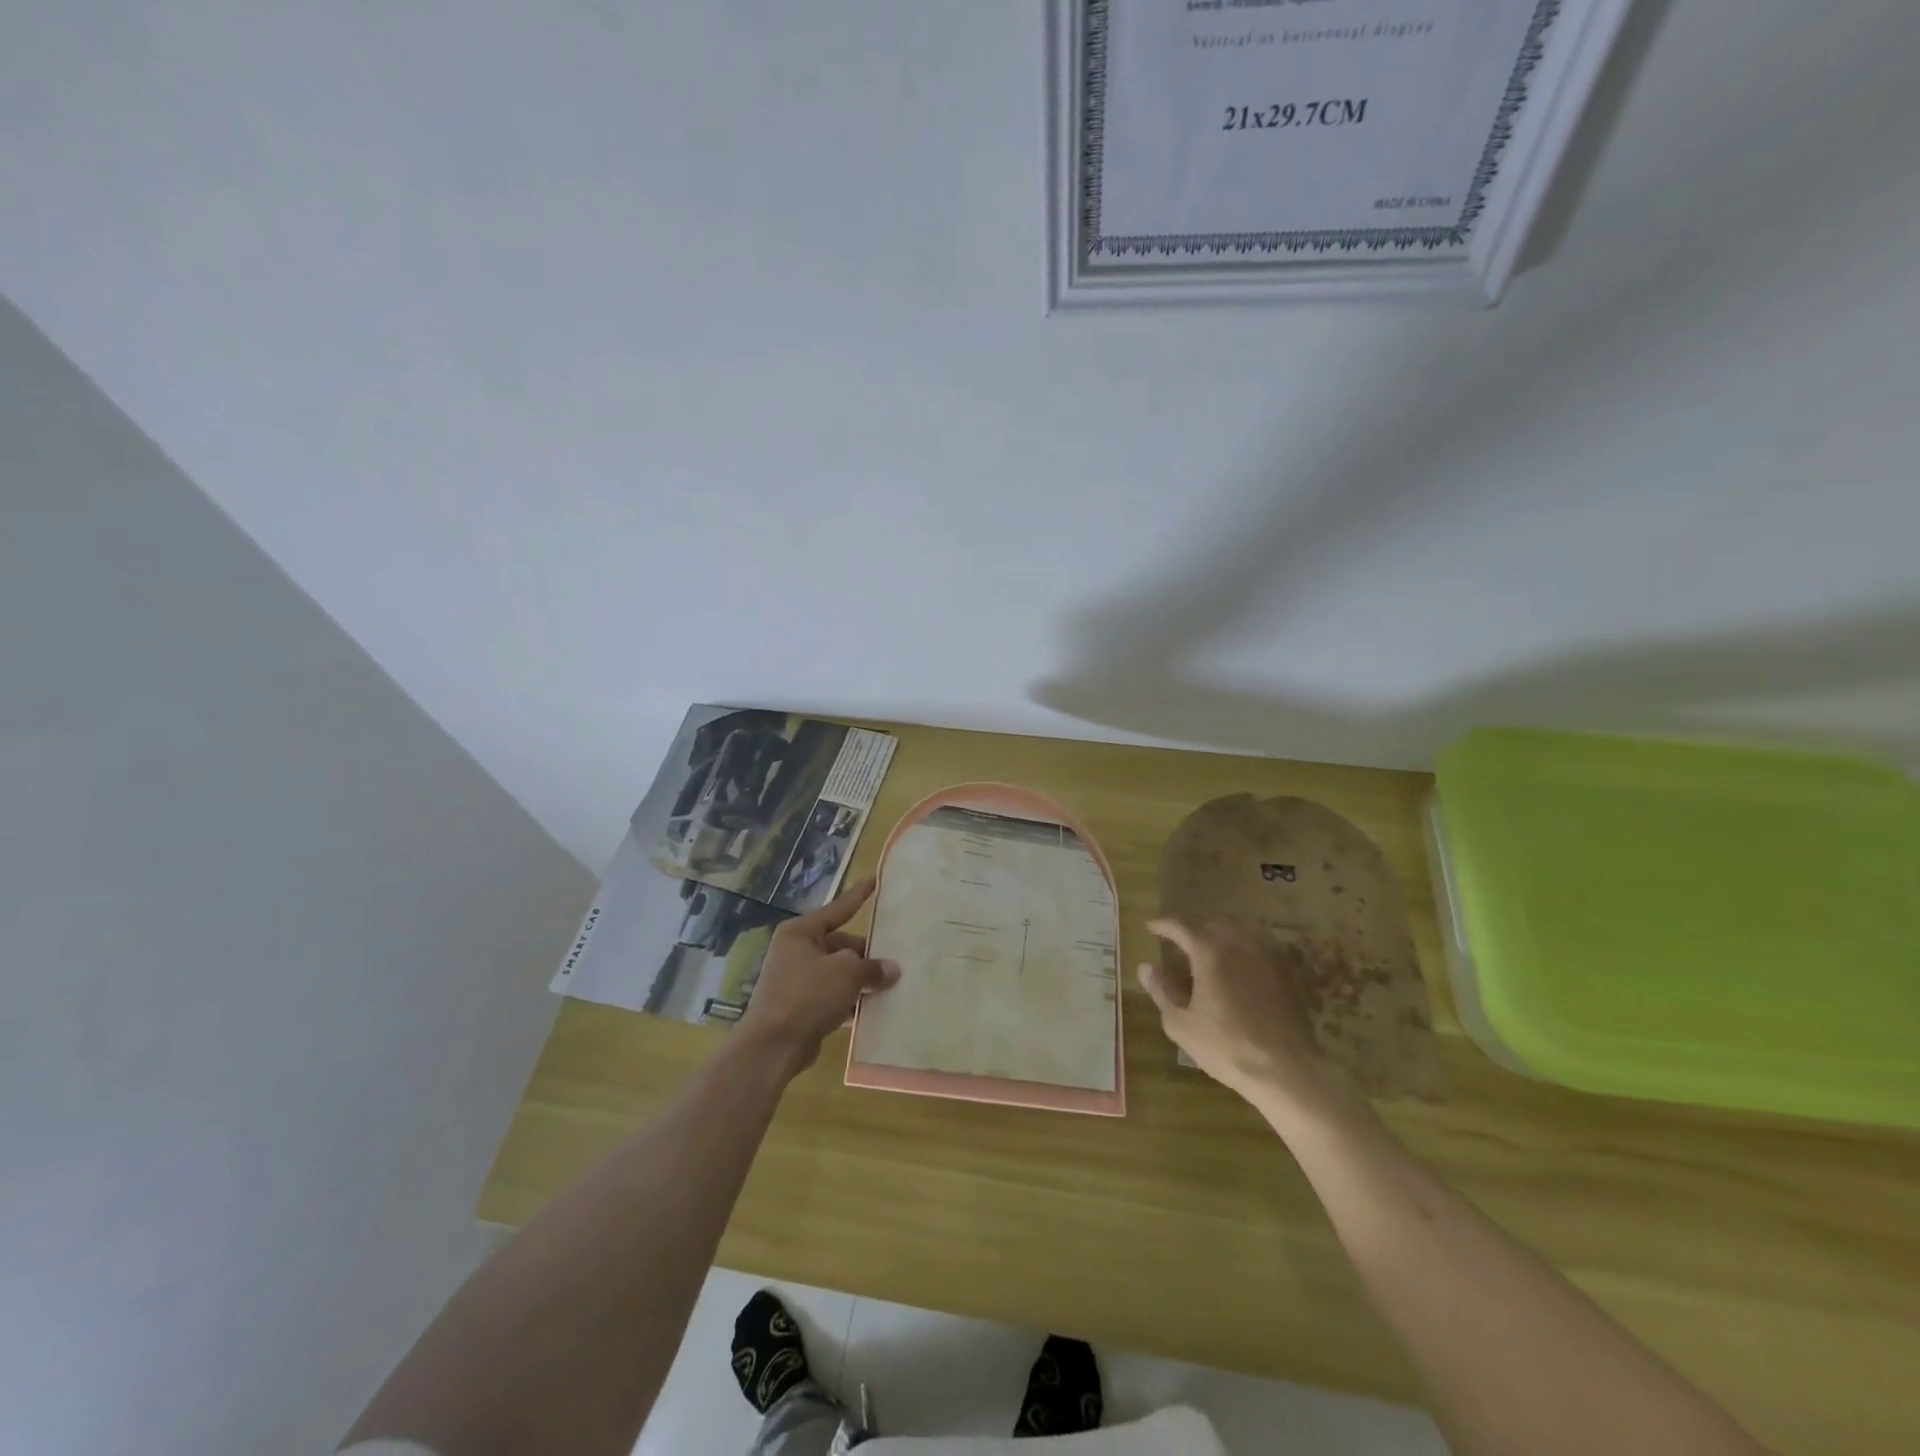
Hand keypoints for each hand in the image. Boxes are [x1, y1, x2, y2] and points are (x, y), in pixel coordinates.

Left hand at [738, 877, 899, 1077]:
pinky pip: (831, 996)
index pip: (838, 909)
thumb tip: (892, 969)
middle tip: (895, 961)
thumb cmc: (808, 994)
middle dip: (866, 954)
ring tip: (890, 984)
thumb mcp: (847, 973)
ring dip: (860, 980)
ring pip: (837, 972)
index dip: (859, 896)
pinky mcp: (799, 1006)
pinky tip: (872, 1009)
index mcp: (801, 932)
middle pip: (840, 944)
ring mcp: (795, 979)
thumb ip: (872, 967)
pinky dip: (849, 1000)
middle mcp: (796, 951)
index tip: (875, 880)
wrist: (773, 1045)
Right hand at [1142, 917, 1356, 1122]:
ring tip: (1208, 961)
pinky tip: (1236, 977)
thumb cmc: (1225, 1046)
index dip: (1162, 925)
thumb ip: (1161, 990)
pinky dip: (1241, 955)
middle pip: (1212, 925)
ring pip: (1238, 935)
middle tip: (1180, 950)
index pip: (1180, 926)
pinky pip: (1257, 952)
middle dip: (1193, 932)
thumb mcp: (1180, 1023)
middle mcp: (1238, 945)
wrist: (1284, 1070)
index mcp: (1209, 952)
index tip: (1150, 927)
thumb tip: (1146, 967)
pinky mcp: (1283, 976)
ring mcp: (1265, 958)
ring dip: (1219, 941)